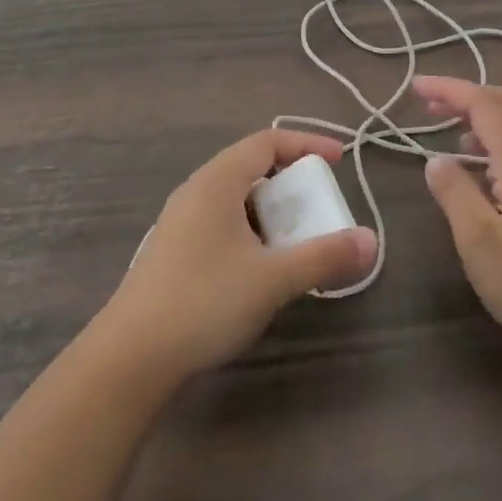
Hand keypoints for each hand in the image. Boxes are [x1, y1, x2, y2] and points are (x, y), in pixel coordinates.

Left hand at [95, 129, 376, 382]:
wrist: (130, 358)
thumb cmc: (204, 302)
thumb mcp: (273, 279)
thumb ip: (324, 256)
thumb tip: (371, 241)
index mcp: (217, 180)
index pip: (267, 141)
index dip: (306, 144)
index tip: (339, 160)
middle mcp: (197, 190)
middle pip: (251, 166)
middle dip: (291, 181)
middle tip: (320, 206)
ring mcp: (181, 221)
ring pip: (236, 198)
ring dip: (272, 210)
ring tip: (296, 239)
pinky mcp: (174, 251)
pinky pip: (223, 222)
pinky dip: (252, 230)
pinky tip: (261, 267)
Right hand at [417, 76, 501, 367]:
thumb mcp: (478, 241)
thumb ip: (454, 192)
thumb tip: (435, 160)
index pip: (483, 103)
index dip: (448, 89)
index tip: (414, 87)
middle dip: (465, 95)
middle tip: (428, 106)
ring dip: (482, 113)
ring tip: (448, 131)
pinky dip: (497, 135)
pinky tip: (481, 165)